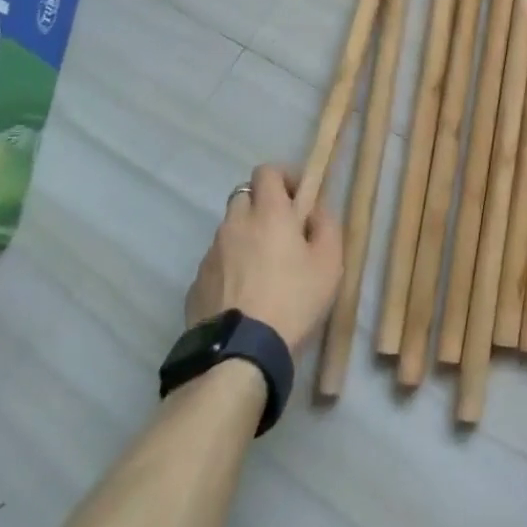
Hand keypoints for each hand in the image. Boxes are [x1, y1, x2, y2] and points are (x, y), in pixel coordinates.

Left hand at [185, 164, 342, 350]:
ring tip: (264, 268)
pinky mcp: (196, 284)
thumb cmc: (293, 301)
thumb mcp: (329, 263)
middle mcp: (235, 225)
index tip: (299, 197)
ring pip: (229, 230)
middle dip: (263, 205)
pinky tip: (244, 294)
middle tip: (283, 231)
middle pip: (244, 196)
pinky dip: (230, 266)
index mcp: (268, 213)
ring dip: (246, 236)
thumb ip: (327, 226)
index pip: (267, 171)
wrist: (239, 355)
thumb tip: (316, 210)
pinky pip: (217, 262)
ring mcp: (211, 255)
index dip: (284, 177)